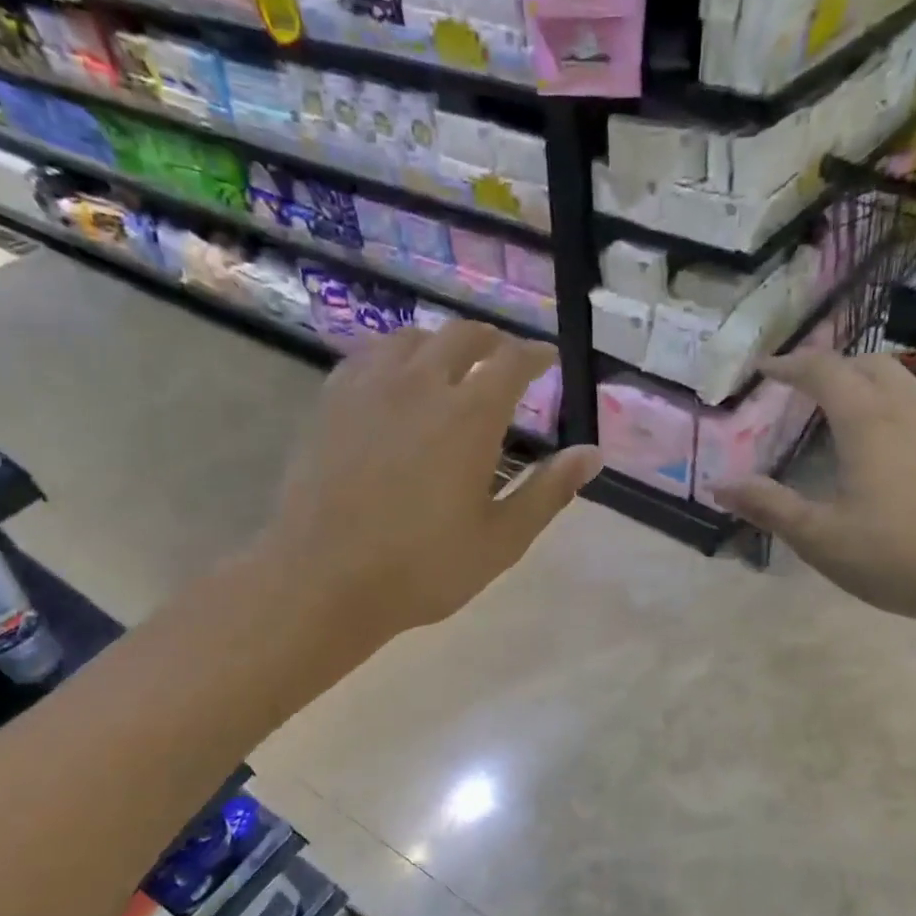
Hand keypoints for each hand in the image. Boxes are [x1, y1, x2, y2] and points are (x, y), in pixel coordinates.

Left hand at [262, 321, 600, 639]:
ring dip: (441, 343)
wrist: (324, 579)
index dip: (535, 354)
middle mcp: (421, 385)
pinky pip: (369, 357)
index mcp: (469, 416)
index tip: (547, 358)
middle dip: (491, 341)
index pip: (512, 361)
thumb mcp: (501, 540)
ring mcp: (369, 389)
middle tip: (504, 358)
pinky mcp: (332, 403)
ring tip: (451, 364)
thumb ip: (548, 491)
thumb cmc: (423, 568)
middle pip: (461, 335)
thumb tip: (591, 454)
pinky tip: (395, 380)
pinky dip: (395, 356)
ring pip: (412, 339)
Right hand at [715, 352, 915, 644]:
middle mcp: (910, 409)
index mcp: (868, 422)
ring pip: (903, 381)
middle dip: (832, 367)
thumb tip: (720, 486)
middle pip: (868, 364)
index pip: (824, 371)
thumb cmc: (901, 556)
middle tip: (803, 389)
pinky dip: (893, 405)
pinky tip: (890, 444)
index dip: (790, 365)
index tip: (764, 369)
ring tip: (842, 412)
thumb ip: (770, 507)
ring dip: (866, 383)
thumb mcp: (822, 539)